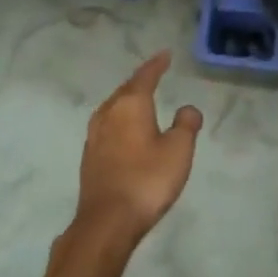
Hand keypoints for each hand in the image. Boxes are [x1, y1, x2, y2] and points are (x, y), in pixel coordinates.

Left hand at [75, 52, 201, 244]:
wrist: (107, 222)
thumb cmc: (147, 179)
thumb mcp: (178, 150)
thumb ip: (186, 124)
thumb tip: (187, 108)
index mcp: (131, 105)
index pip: (145, 76)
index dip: (156, 64)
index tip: (165, 54)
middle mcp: (108, 113)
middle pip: (125, 89)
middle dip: (140, 81)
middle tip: (154, 74)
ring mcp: (94, 135)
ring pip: (113, 107)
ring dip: (127, 100)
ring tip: (139, 99)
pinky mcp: (89, 156)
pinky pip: (107, 125)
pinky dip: (119, 119)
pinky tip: (124, 130)